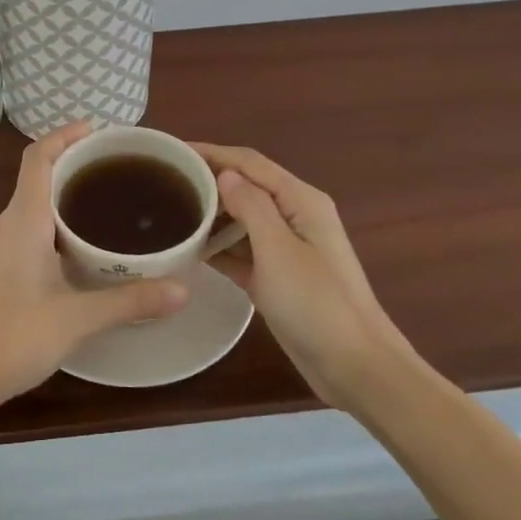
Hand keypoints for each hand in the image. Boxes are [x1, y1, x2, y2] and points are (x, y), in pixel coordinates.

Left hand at [0, 123, 189, 415]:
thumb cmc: (13, 337)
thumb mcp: (77, 318)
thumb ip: (130, 301)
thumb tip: (183, 289)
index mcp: (23, 219)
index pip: (39, 157)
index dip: (66, 135)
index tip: (101, 130)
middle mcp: (10, 222)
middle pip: (40, 173)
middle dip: (76, 160)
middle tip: (122, 164)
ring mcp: (4, 244)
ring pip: (37, 199)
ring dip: (68, 189)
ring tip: (113, 194)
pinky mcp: (5, 264)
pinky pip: (35, 222)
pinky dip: (61, 216)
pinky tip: (89, 240)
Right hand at [193, 144, 407, 411]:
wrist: (356, 368)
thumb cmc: (317, 304)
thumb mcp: (279, 250)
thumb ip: (251, 206)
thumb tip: (224, 174)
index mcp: (300, 200)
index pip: (250, 162)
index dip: (212, 152)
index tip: (171, 151)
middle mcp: (294, 216)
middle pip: (246, 186)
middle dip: (208, 179)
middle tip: (164, 182)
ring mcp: (286, 249)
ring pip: (241, 219)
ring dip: (211, 213)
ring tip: (170, 211)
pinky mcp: (277, 277)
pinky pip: (241, 251)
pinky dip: (218, 247)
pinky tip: (188, 249)